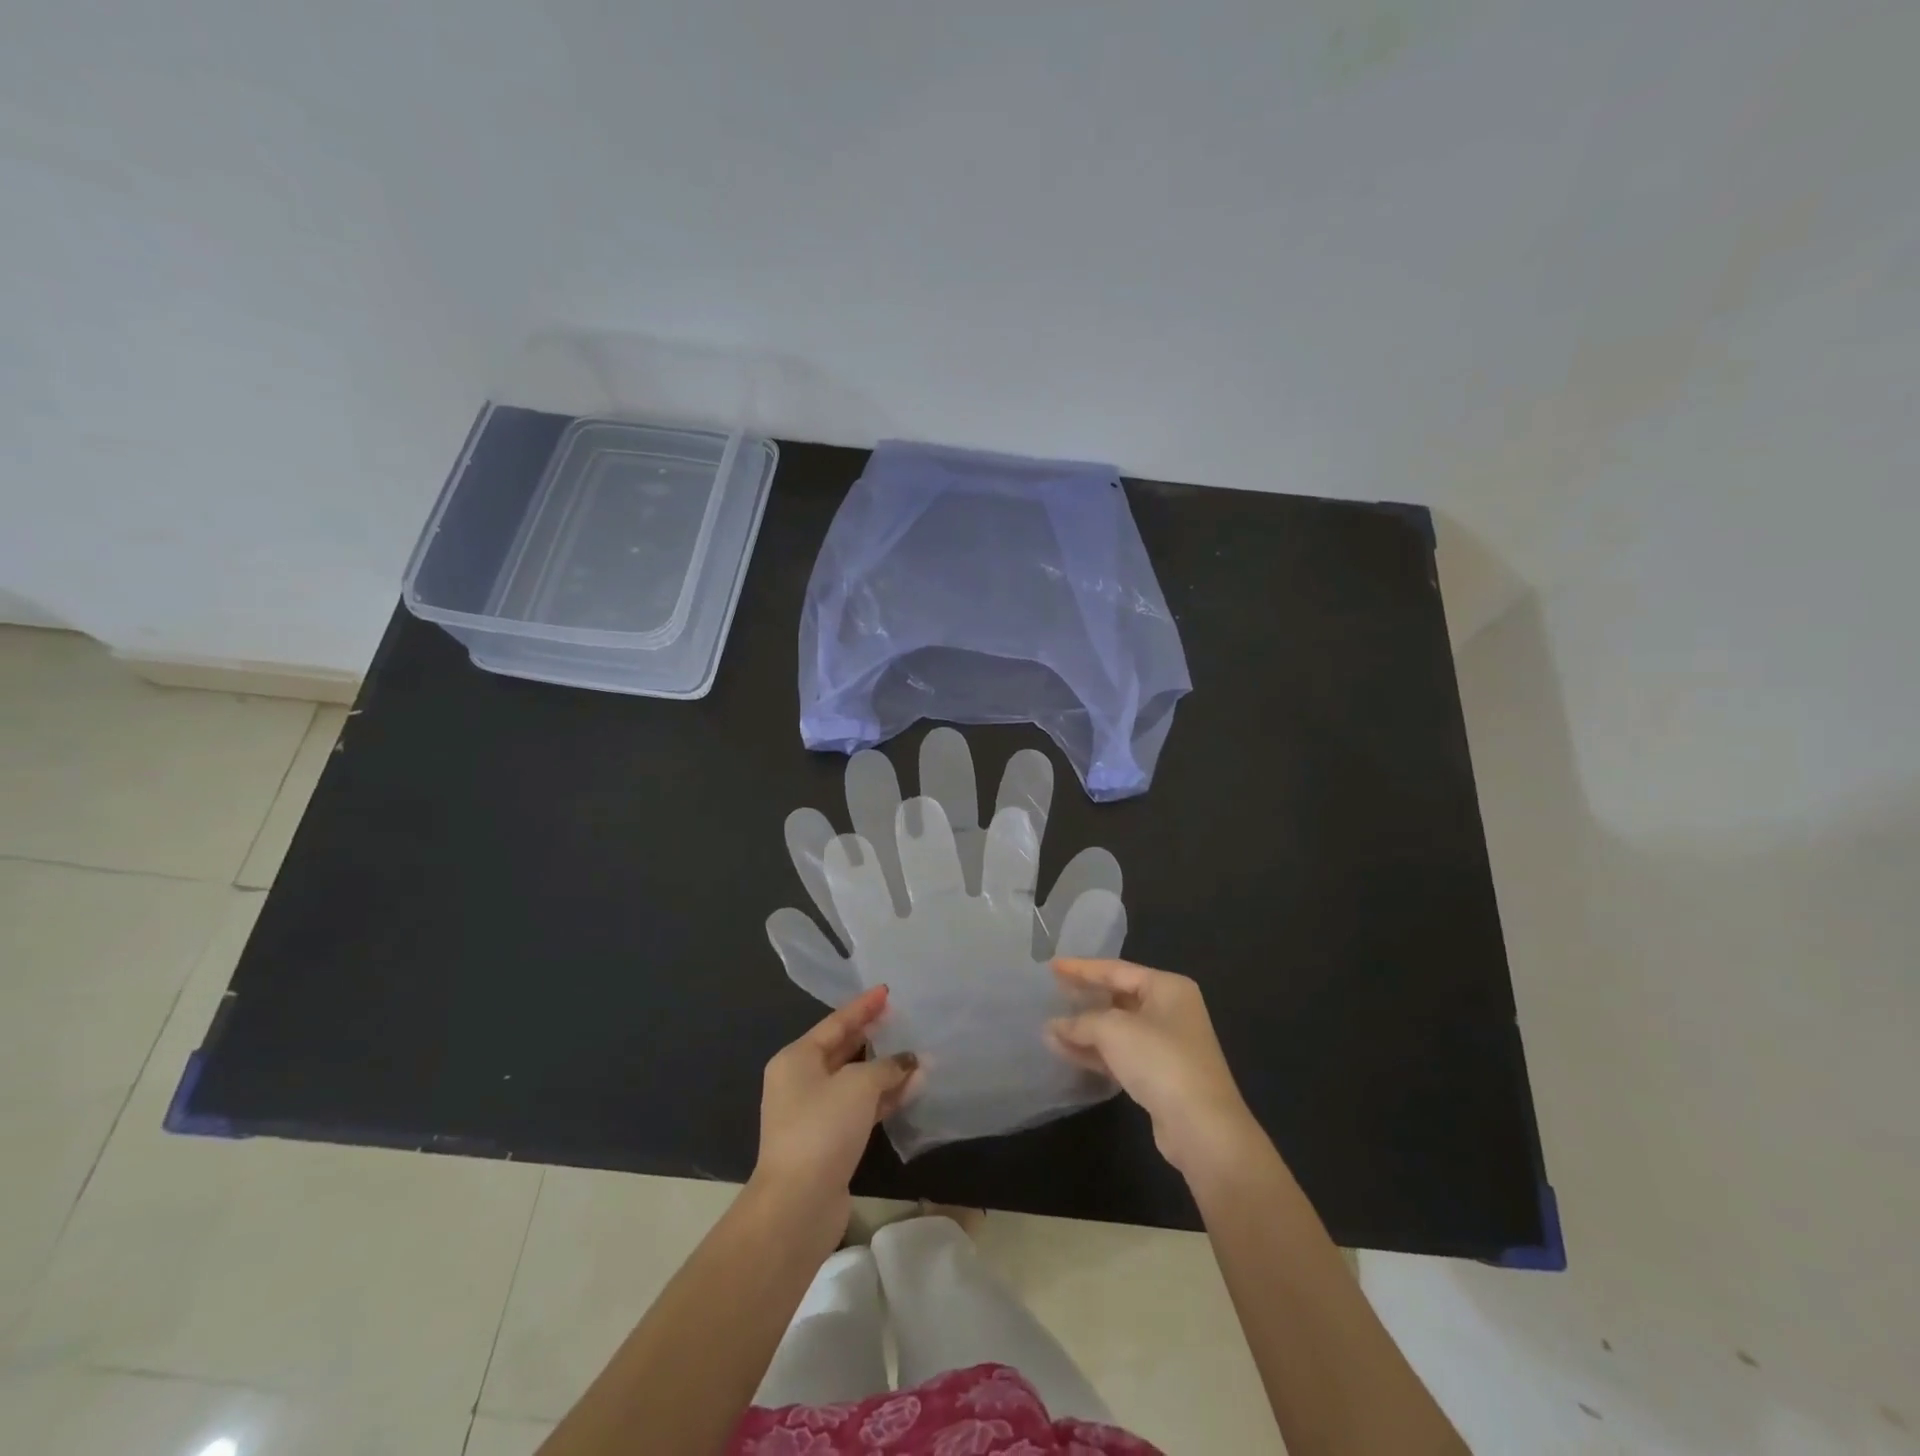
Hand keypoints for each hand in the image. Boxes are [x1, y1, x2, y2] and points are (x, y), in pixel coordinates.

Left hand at [753, 986, 920, 1225]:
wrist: (797, 1204)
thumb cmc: (822, 1128)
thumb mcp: (858, 1085)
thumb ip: (887, 1066)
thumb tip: (911, 1060)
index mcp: (797, 1058)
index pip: (836, 1022)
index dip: (863, 1006)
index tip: (887, 991)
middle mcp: (801, 1081)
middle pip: (843, 1049)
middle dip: (875, 1036)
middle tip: (903, 1019)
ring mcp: (814, 1113)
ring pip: (855, 1081)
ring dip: (885, 1070)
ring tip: (918, 1055)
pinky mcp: (829, 1141)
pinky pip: (860, 1107)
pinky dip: (884, 1097)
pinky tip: (912, 1088)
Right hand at [1046, 958, 1264, 1179]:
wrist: (1202, 1127)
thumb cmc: (1160, 1060)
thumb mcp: (1114, 1030)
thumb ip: (1081, 1022)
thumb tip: (1054, 1026)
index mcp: (1167, 987)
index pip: (1116, 969)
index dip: (1082, 968)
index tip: (1052, 966)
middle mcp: (1170, 1010)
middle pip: (1118, 997)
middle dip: (1084, 997)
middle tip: (1052, 992)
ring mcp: (1166, 1045)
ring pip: (1117, 1029)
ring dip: (1084, 1030)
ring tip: (1049, 1028)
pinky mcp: (1159, 1076)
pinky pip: (1120, 1054)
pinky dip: (1094, 1052)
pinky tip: (1065, 1052)